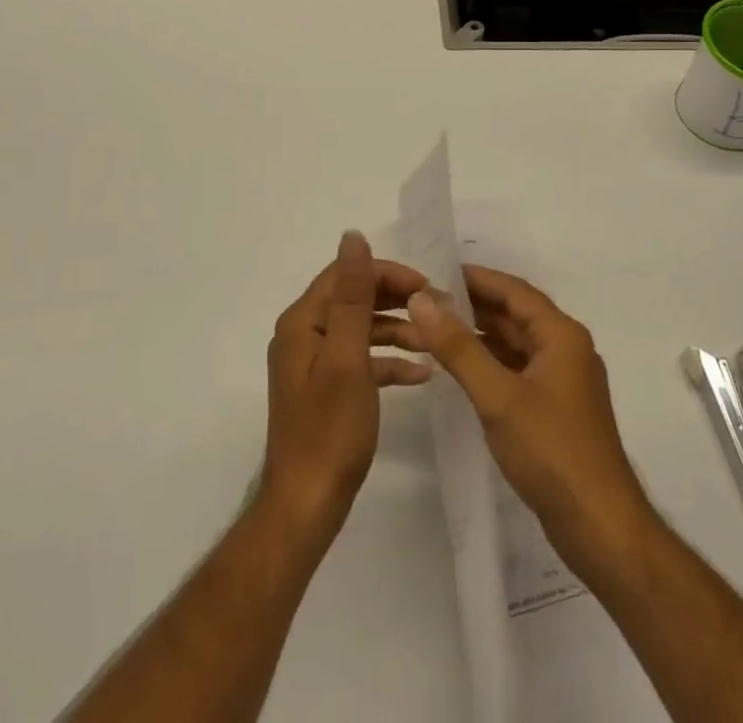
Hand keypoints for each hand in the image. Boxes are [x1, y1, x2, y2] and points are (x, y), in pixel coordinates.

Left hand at [259, 232, 429, 538]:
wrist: (306, 506)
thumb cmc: (329, 430)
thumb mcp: (347, 357)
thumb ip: (353, 296)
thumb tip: (352, 236)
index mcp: (303, 321)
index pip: (347, 275)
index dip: (387, 273)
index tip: (427, 286)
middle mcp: (304, 334)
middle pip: (354, 299)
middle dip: (396, 300)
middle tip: (438, 309)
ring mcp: (314, 363)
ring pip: (361, 330)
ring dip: (397, 330)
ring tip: (435, 339)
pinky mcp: (326, 388)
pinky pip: (360, 361)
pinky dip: (388, 362)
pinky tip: (421, 373)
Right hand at [391, 265, 653, 571]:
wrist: (601, 528)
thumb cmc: (551, 452)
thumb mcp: (497, 396)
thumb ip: (458, 347)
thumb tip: (422, 299)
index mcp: (562, 335)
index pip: (514, 290)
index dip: (475, 278)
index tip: (435, 271)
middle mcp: (566, 348)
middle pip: (515, 314)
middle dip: (472, 306)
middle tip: (426, 302)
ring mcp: (563, 380)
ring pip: (516, 343)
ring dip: (479, 335)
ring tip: (435, 330)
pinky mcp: (557, 408)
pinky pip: (518, 369)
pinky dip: (490, 363)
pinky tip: (461, 369)